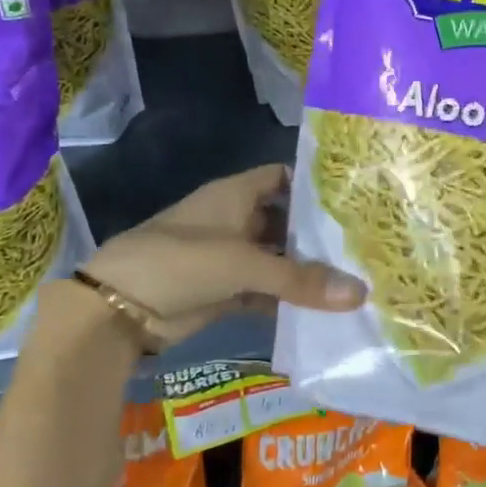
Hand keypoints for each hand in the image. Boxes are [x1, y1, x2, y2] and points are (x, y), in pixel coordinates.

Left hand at [78, 163, 365, 345]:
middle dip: (319, 234)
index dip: (315, 183)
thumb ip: (300, 279)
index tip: (354, 198)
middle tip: (366, 245)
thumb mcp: (243, 264)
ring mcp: (231, 256)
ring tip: (357, 278)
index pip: (283, 177)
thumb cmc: (180, 262)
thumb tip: (361, 293)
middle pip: (286, 221)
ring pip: (278, 259)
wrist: (119, 309)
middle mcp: (236, 220)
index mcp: (236, 195)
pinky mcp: (226, 290)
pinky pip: (267, 290)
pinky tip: (324, 309)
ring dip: (307, 270)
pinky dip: (289, 299)